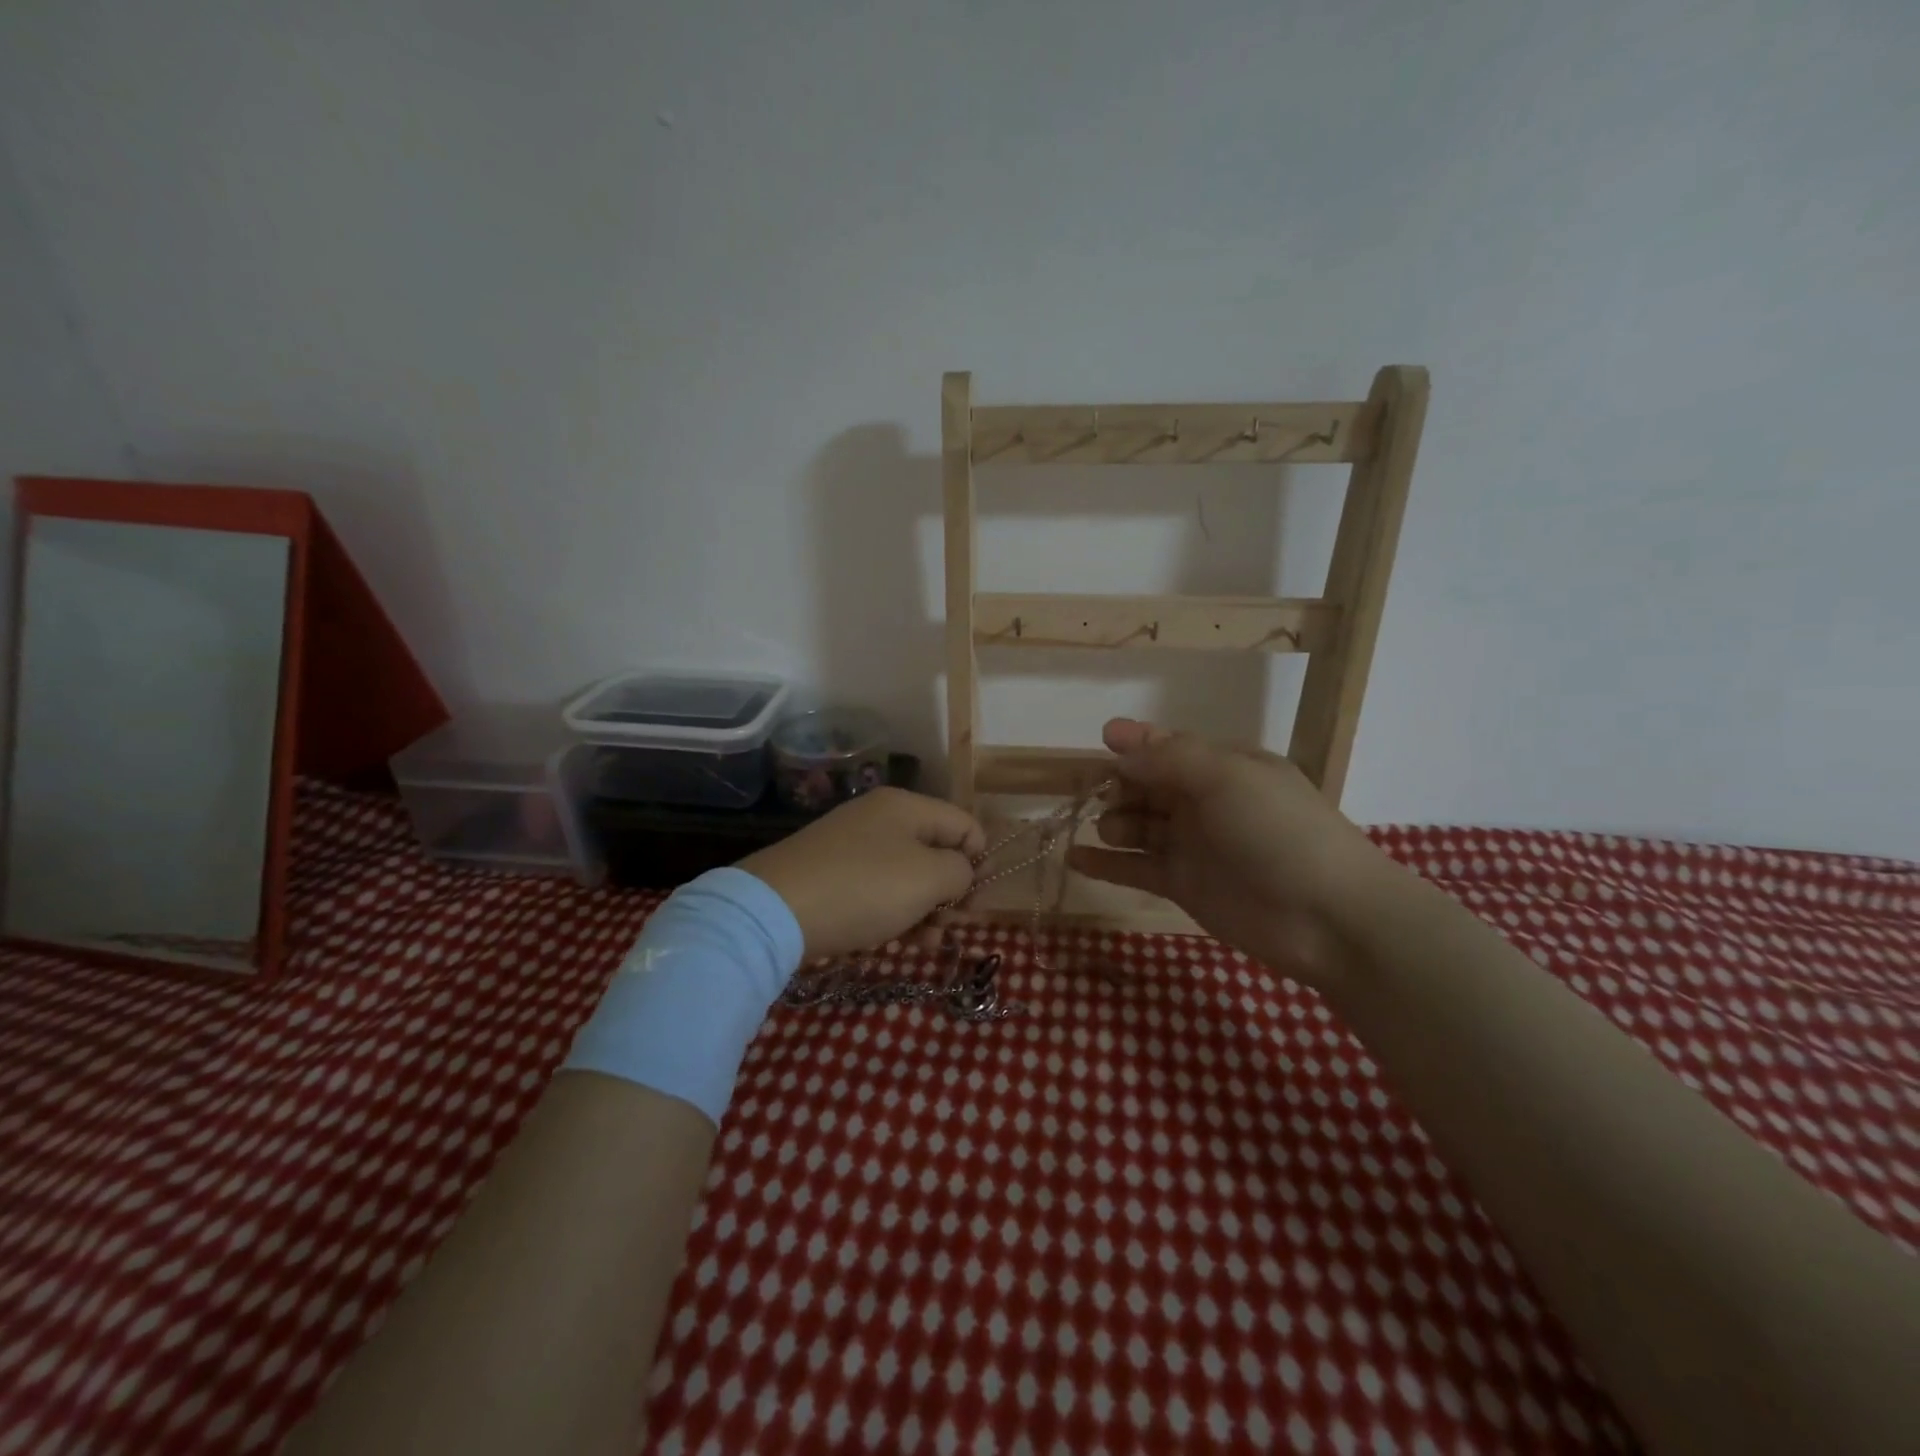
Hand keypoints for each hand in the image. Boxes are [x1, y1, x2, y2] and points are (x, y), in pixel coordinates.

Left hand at [739, 787, 985, 959]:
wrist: (776, 910)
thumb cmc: (864, 888)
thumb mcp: (927, 878)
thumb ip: (960, 871)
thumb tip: (961, 872)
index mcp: (907, 806)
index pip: (964, 824)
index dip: (980, 861)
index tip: (977, 902)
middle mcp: (881, 818)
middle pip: (936, 850)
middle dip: (952, 889)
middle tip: (952, 925)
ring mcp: (853, 846)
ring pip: (908, 874)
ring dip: (927, 907)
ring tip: (929, 942)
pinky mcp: (833, 874)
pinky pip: (879, 889)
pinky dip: (896, 911)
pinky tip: (901, 940)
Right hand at [1068, 718, 1396, 988]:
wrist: (1327, 917)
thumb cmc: (1278, 831)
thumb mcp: (1227, 777)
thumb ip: (1169, 757)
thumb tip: (1117, 739)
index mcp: (1224, 767)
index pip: (1169, 748)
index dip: (1136, 744)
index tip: (1102, 742)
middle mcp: (1206, 802)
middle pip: (1148, 786)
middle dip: (1121, 786)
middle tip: (1100, 796)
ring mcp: (1194, 845)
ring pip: (1140, 826)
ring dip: (1115, 822)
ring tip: (1109, 829)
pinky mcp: (1183, 885)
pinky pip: (1136, 868)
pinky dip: (1106, 864)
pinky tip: (1075, 858)